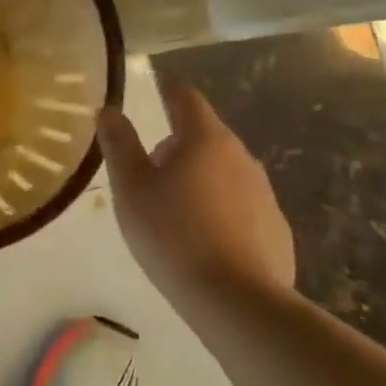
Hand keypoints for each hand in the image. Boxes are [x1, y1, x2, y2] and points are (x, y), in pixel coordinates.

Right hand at [96, 70, 295, 306]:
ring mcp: (264, 193)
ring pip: (222, 170)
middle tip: (146, 169)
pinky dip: (218, 208)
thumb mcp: (130, 188)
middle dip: (176, 143)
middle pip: (204, 135)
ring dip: (197, 176)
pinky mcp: (275, 228)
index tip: (155, 82)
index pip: (185, 97)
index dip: (167, 87)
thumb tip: (109, 109)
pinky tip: (201, 238)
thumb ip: (119, 144)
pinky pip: (239, 204)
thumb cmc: (173, 235)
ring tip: (171, 209)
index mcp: (205, 139)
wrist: (238, 302)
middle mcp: (240, 156)